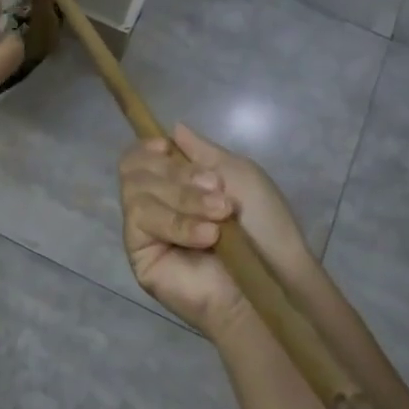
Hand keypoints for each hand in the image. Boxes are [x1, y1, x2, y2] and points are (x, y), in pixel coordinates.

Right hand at [117, 125, 310, 336]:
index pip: (137, 159)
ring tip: (219, 216)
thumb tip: (173, 128)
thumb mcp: (238, 175)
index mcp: (173, 185)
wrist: (274, 280)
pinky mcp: (140, 256)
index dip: (146, 148)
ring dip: (182, 198)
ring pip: (135, 193)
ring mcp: (143, 232)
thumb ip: (202, 151)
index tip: (167, 148)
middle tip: (216, 190)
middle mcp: (154, 205)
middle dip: (177, 175)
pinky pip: (140, 222)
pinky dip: (176, 223)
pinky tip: (207, 236)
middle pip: (133, 170)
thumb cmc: (264, 227)